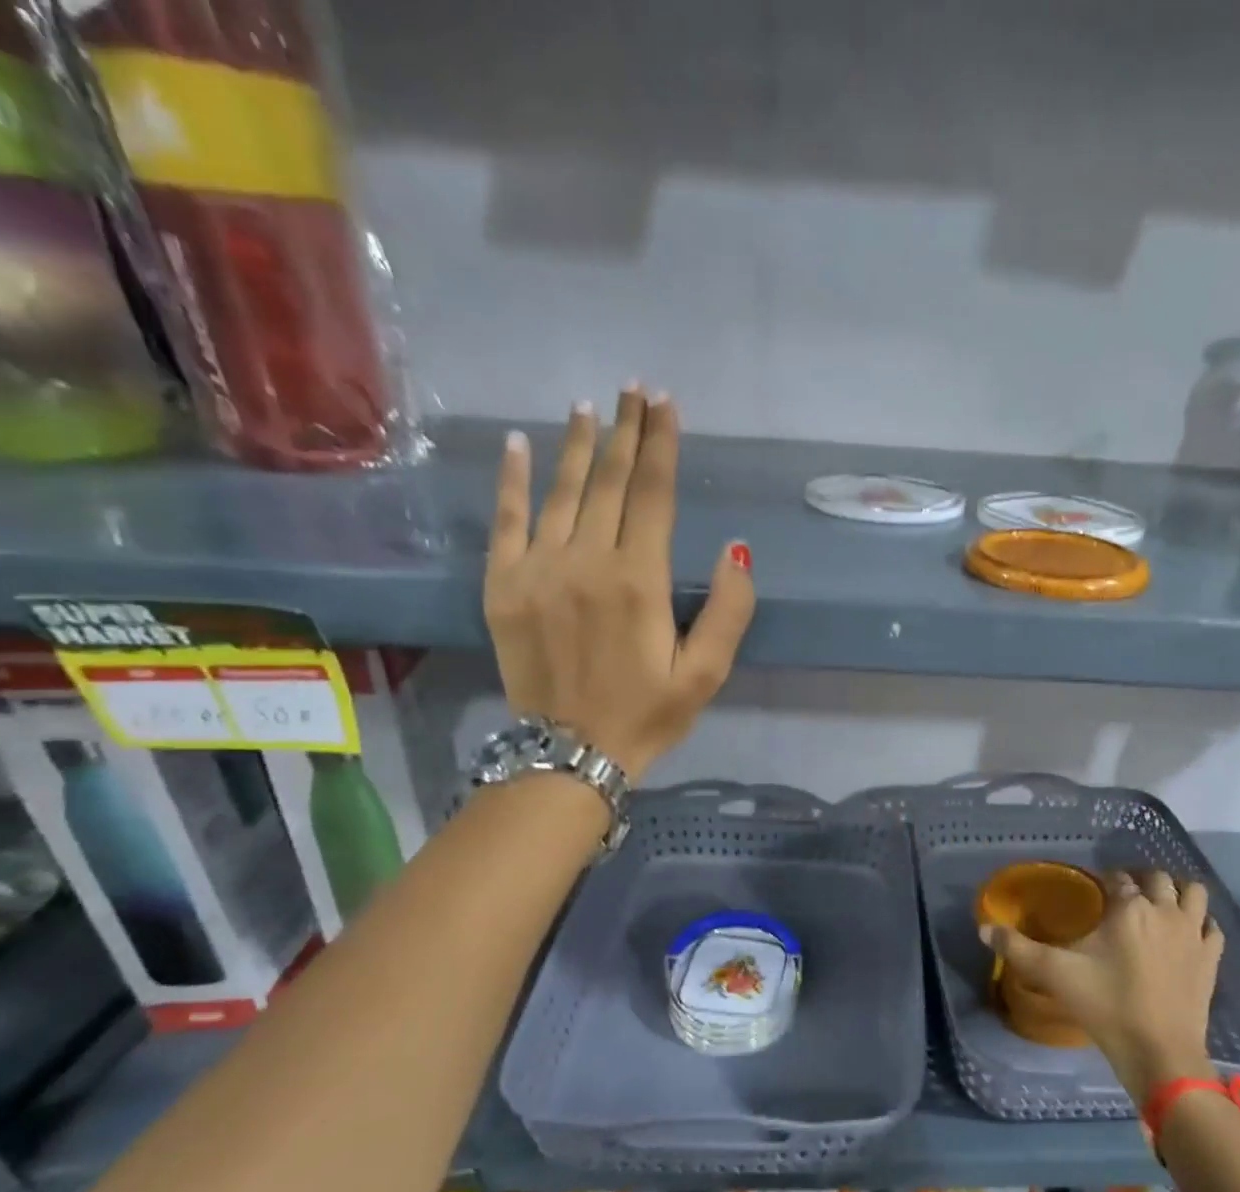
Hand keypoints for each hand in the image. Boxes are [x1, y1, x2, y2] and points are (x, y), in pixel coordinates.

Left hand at [483, 387, 754, 781]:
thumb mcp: (706, 674)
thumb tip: (736, 548)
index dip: (660, 444)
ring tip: (590, 405)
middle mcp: (585, 561)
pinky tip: (521, 445)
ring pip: (561, 491)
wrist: (568, 755)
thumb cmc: (647, 715)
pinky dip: (514, 479)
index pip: (651, 494)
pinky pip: (506, 519)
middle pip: (608, 481)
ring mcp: (536, 569)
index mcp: (638, 580)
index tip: (665, 404)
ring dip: (578, 444)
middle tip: (634, 388)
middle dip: (624, 430)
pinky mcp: (502, 585)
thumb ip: (729, 610)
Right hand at [982, 870, 1223, 1099]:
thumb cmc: (1106, 1006)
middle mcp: (1164, 910)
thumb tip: (983, 928)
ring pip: (1193, 893)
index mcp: (1128, 908)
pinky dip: (1200, 923)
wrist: (1160, 1053)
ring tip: (1159, 906)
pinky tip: (1187, 934)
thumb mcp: (1055, 975)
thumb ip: (1018, 949)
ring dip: (1177, 892)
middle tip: (1124, 897)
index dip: (1105, 881)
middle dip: (1141, 880)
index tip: (1094, 891)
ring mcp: (1193, 934)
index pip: (1117, 878)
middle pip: (1157, 878)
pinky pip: (1211, 927)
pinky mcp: (1211, 958)